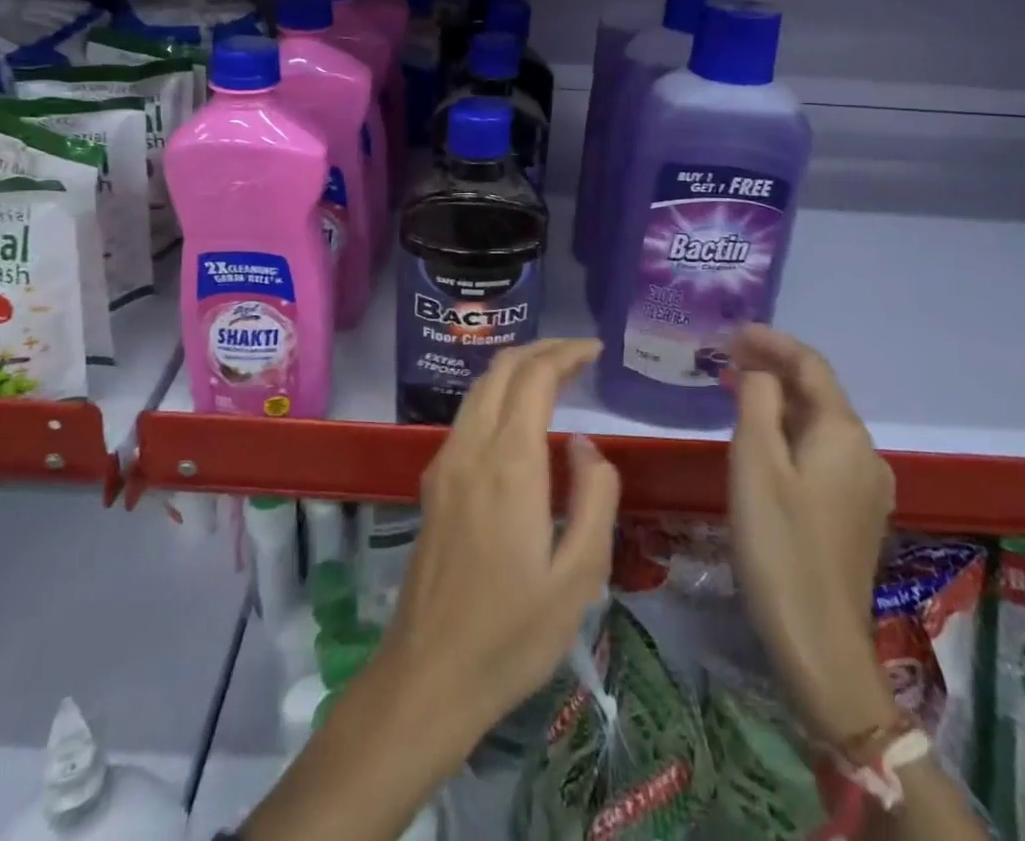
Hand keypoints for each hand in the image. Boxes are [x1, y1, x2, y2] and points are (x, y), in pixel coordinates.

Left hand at [379, 337, 620, 738]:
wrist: (429, 675)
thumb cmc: (512, 632)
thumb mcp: (580, 576)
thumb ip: (594, 498)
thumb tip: (584, 445)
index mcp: (509, 463)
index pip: (534, 376)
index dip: (566, 353)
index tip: (595, 350)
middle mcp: (471, 448)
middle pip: (502, 369)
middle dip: (542, 350)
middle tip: (579, 355)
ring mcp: (445, 463)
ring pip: (480, 388)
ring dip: (517, 370)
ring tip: (556, 377)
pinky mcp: (433, 482)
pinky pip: (468, 415)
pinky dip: (498, 395)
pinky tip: (520, 420)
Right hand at [727, 324, 899, 745]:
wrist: (818, 641)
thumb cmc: (778, 542)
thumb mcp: (754, 461)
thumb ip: (756, 400)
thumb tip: (758, 371)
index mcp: (844, 432)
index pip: (810, 364)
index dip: (771, 341)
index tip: (730, 331)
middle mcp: (865, 451)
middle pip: (818, 392)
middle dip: (772, 368)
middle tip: (724, 358)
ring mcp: (866, 485)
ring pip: (819, 423)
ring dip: (779, 399)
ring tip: (735, 390)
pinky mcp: (856, 512)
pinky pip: (822, 451)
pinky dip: (790, 432)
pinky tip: (762, 441)